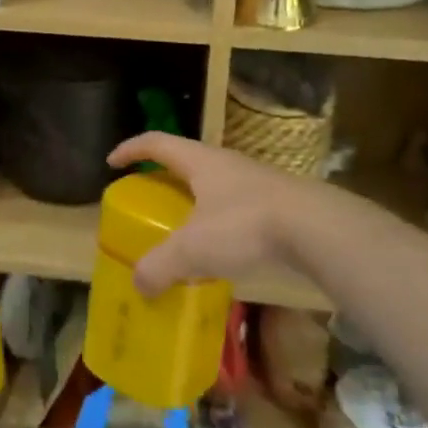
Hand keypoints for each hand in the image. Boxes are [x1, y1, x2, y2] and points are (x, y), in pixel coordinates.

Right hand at [106, 133, 316, 296]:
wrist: (315, 228)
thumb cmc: (244, 225)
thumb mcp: (193, 249)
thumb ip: (160, 266)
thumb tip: (139, 284)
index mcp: (199, 162)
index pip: (156, 143)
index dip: (131, 150)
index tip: (112, 162)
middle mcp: (225, 164)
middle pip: (185, 162)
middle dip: (162, 178)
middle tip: (146, 200)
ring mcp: (254, 182)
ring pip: (213, 186)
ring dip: (193, 203)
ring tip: (182, 231)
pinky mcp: (276, 204)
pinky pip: (235, 209)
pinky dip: (218, 224)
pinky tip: (221, 253)